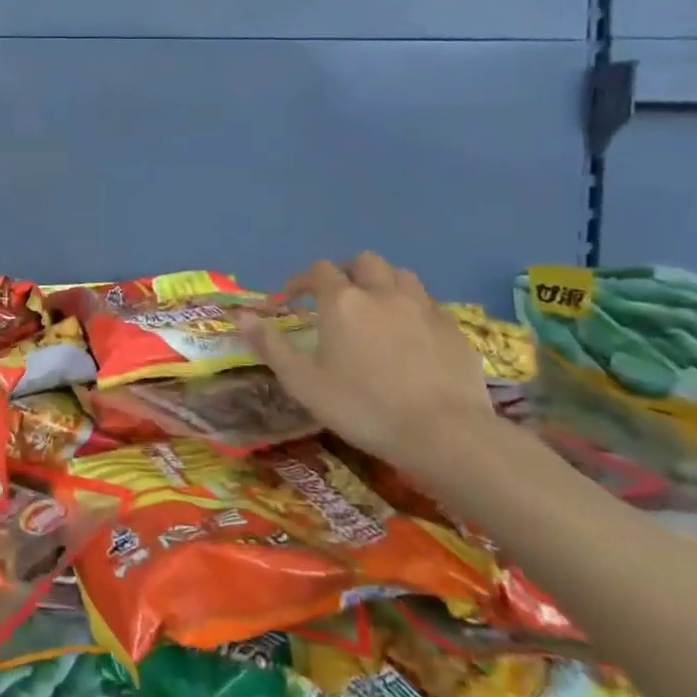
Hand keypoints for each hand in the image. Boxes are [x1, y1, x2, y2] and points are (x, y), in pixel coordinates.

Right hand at [239, 251, 499, 481]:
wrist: (445, 434)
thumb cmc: (363, 407)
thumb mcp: (303, 382)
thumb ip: (271, 345)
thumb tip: (242, 316)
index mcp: (343, 301)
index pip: (317, 271)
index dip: (300, 282)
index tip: (290, 301)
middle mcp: (382, 293)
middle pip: (364, 262)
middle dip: (346, 273)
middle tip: (336, 299)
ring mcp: (423, 308)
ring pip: (401, 276)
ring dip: (383, 283)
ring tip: (375, 308)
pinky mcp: (454, 329)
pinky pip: (429, 304)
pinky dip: (413, 308)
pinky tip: (410, 335)